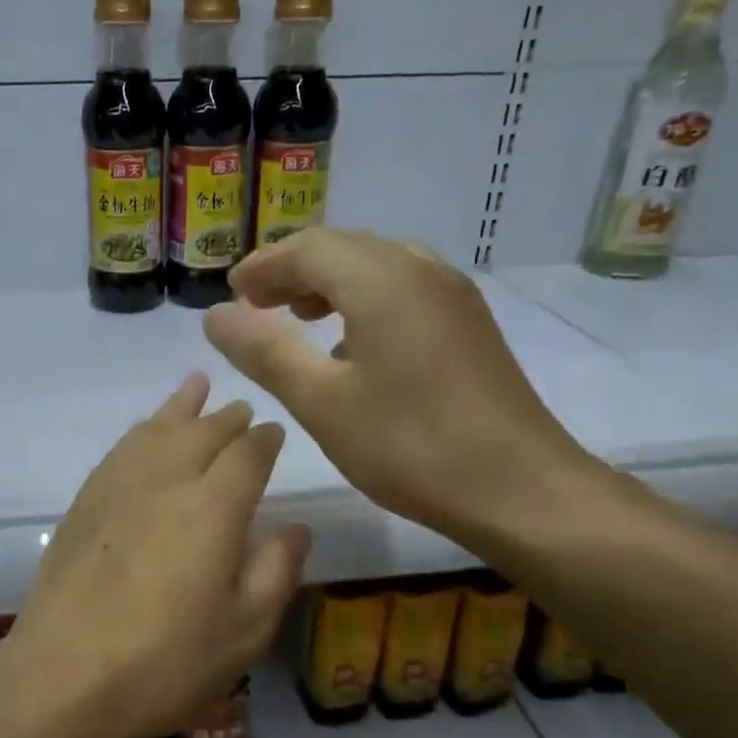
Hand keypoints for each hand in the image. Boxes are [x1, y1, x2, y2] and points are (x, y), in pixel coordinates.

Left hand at [0, 374, 310, 737]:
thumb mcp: (244, 631)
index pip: (248, 454)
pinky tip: (146, 432)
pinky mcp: (84, 501)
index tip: (274, 432)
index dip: (265, 439)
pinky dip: (142, 430)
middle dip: (227, 418)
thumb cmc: (166, 663)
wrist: (63, 677)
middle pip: (203, 432)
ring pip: (157, 429)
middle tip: (242, 410)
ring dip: (182, 407)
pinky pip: (121, 448)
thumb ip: (276, 570)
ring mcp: (118, 486)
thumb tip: (297, 526)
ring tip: (196, 387)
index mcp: (214, 507)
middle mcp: (167, 480)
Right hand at [202, 229, 601, 547]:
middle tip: (256, 305)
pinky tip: (352, 346)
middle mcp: (421, 270)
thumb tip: (216, 315)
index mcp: (382, 280)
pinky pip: (404, 290)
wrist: (521, 490)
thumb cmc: (410, 445)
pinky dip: (364, 301)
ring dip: (330, 284)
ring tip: (298, 318)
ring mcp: (453, 296)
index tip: (232, 293)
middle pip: (344, 249)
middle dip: (294, 270)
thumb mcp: (321, 401)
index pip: (309, 247)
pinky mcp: (469, 325)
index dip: (264, 265)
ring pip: (377, 267)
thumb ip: (265, 351)